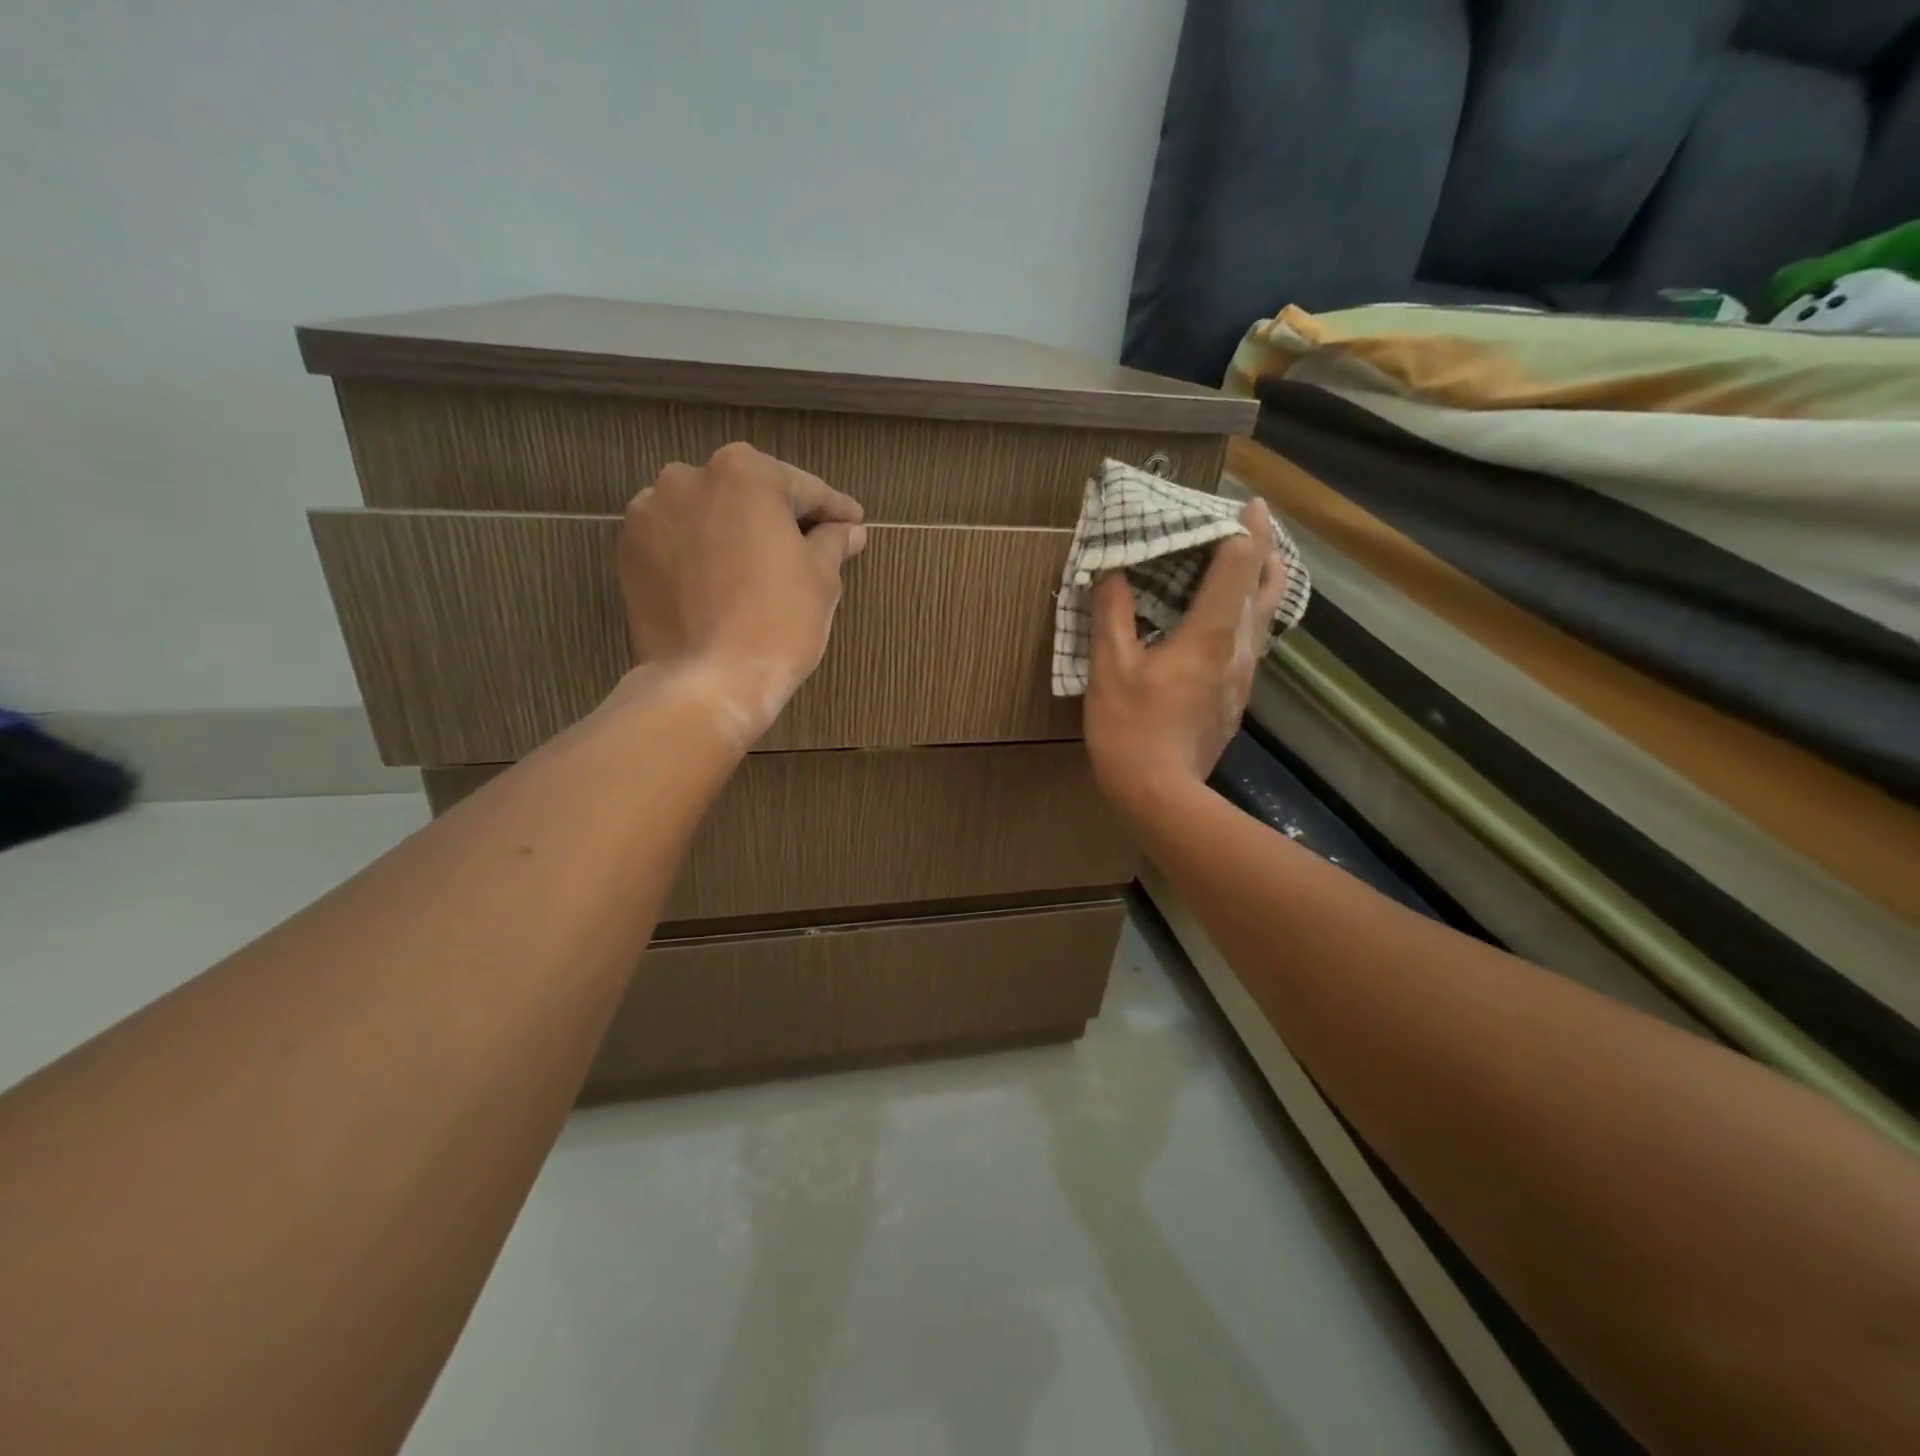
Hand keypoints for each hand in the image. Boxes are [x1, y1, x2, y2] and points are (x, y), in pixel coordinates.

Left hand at [615, 442, 865, 741]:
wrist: (706, 682)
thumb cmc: (777, 623)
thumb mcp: (821, 579)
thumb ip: (833, 542)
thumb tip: (849, 530)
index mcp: (744, 472)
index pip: (803, 488)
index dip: (834, 509)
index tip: (853, 523)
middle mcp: (688, 477)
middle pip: (749, 494)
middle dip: (779, 517)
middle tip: (809, 546)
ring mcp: (649, 514)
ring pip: (708, 515)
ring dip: (734, 532)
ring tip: (758, 567)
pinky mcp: (628, 552)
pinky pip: (677, 542)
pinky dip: (700, 554)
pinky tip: (720, 582)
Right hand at [1083, 498, 1288, 816]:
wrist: (1161, 796)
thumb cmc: (1131, 729)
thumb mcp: (1109, 668)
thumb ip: (1111, 614)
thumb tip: (1110, 572)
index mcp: (1212, 633)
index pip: (1241, 564)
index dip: (1246, 527)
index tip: (1246, 502)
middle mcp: (1240, 650)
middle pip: (1270, 587)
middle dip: (1268, 550)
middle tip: (1254, 526)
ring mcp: (1243, 678)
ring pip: (1266, 617)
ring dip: (1261, 583)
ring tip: (1245, 565)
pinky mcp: (1236, 699)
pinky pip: (1252, 643)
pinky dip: (1247, 615)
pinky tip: (1224, 622)